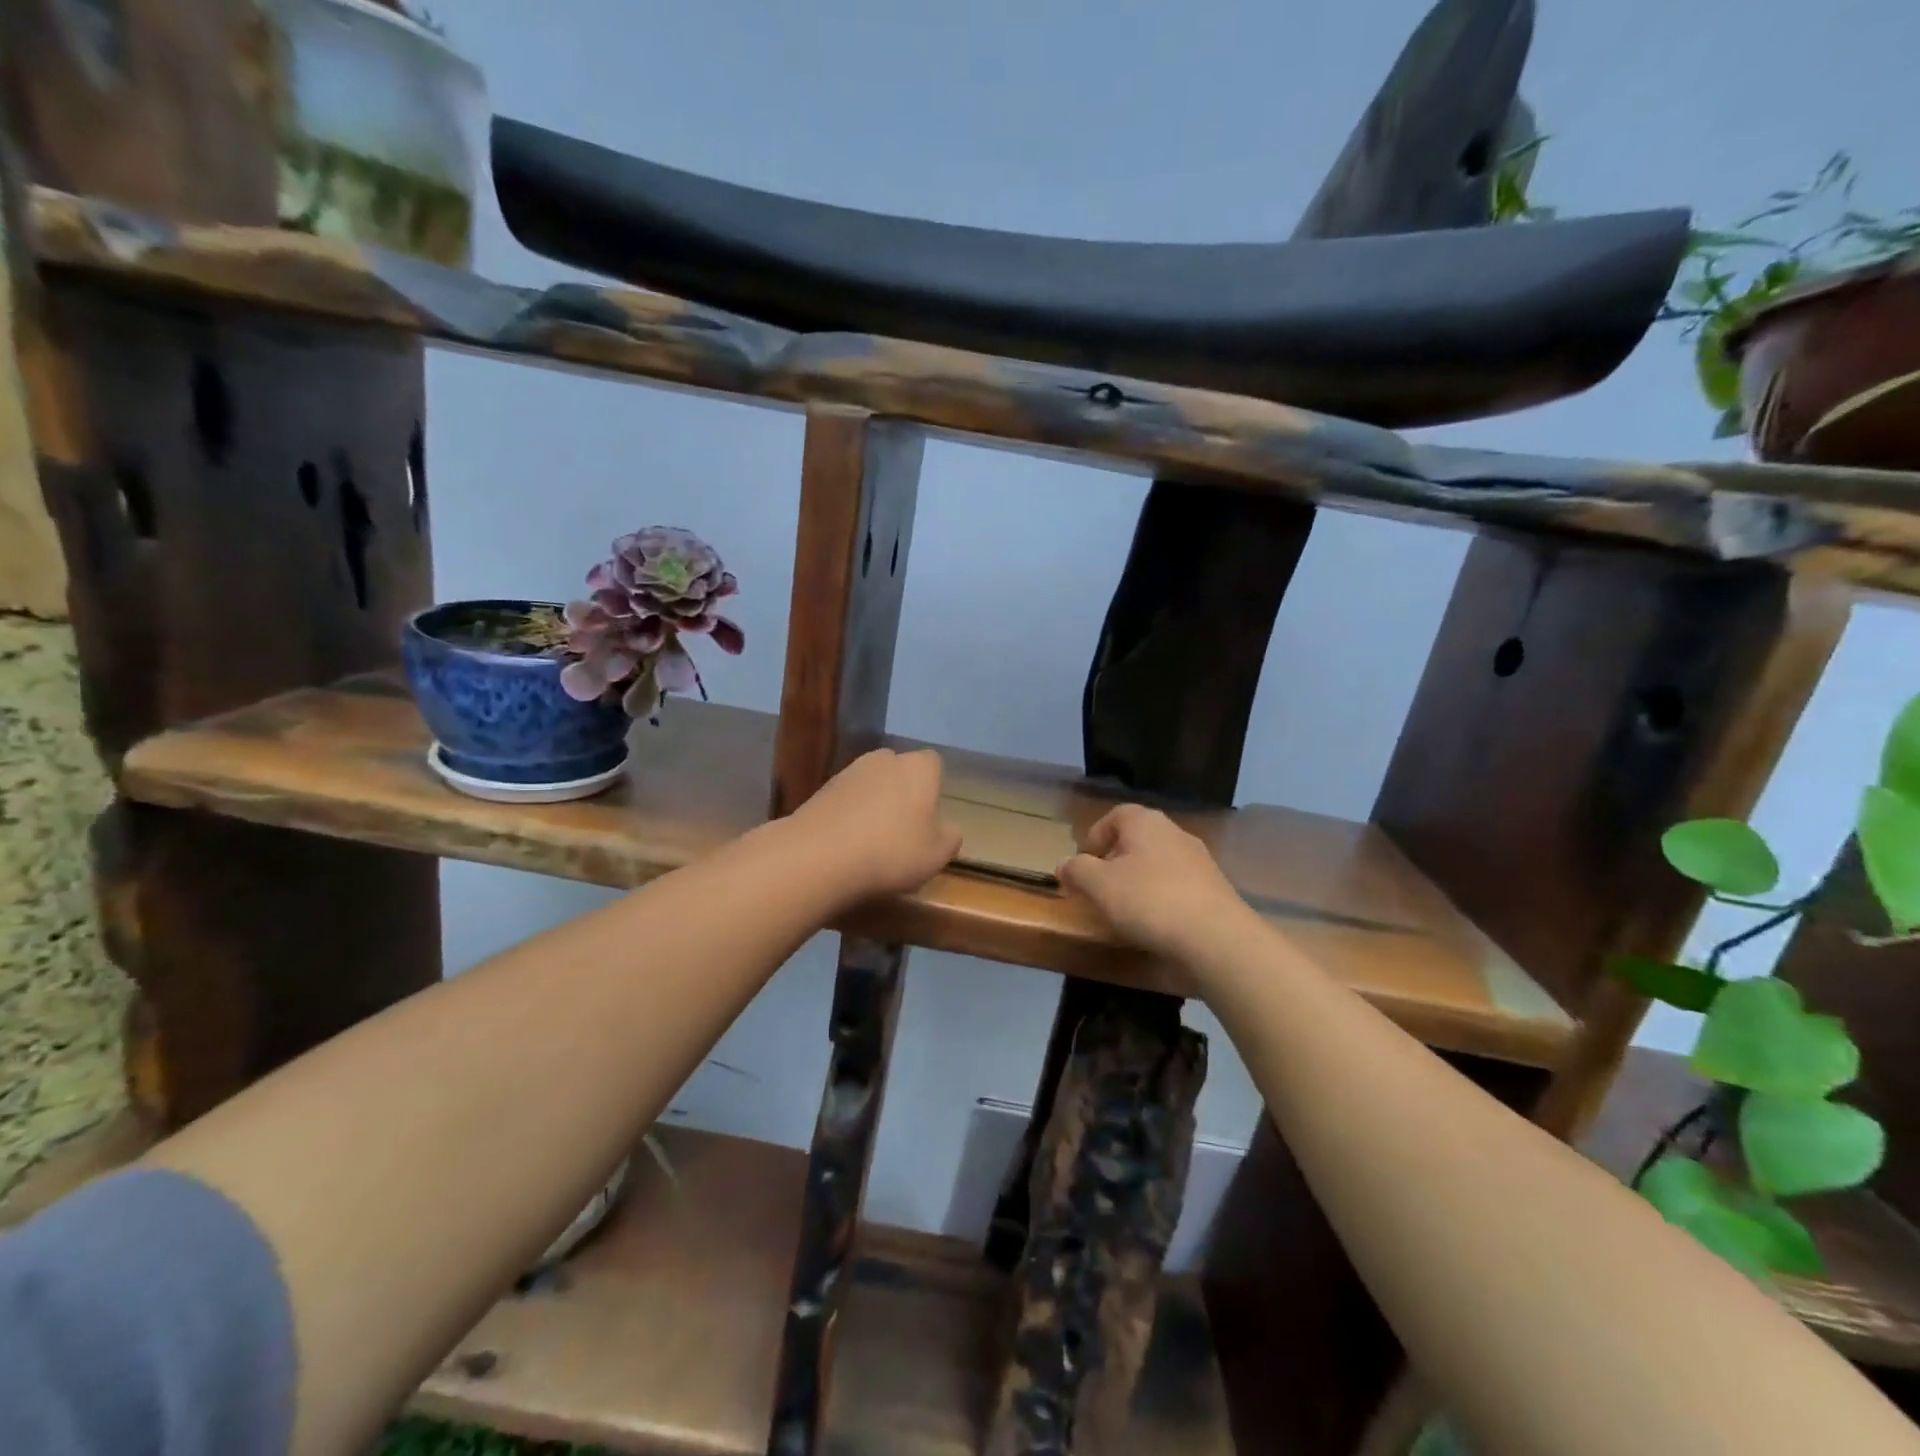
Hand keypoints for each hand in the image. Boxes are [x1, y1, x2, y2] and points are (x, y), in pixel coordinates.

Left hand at [793, 748, 962, 900]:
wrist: (818, 857)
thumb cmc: (891, 851)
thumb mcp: (937, 855)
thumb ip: (950, 837)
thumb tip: (949, 828)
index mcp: (918, 767)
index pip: (933, 764)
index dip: (933, 787)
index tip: (930, 816)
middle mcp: (883, 759)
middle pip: (899, 771)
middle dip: (902, 793)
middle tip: (903, 830)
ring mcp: (848, 772)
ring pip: (870, 785)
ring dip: (873, 805)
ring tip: (872, 842)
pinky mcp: (820, 790)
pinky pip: (845, 800)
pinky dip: (848, 816)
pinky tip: (846, 845)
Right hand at [1057, 804, 1251, 959]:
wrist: (1216, 937)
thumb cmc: (1148, 900)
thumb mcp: (1098, 885)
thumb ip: (1076, 870)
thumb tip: (1063, 864)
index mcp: (1145, 822)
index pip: (1115, 816)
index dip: (1096, 836)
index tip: (1084, 864)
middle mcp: (1174, 832)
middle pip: (1138, 838)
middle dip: (1116, 860)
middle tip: (1100, 887)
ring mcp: (1200, 860)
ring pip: (1159, 862)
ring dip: (1140, 879)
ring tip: (1126, 909)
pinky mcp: (1215, 888)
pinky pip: (1179, 885)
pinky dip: (1163, 897)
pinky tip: (1157, 922)